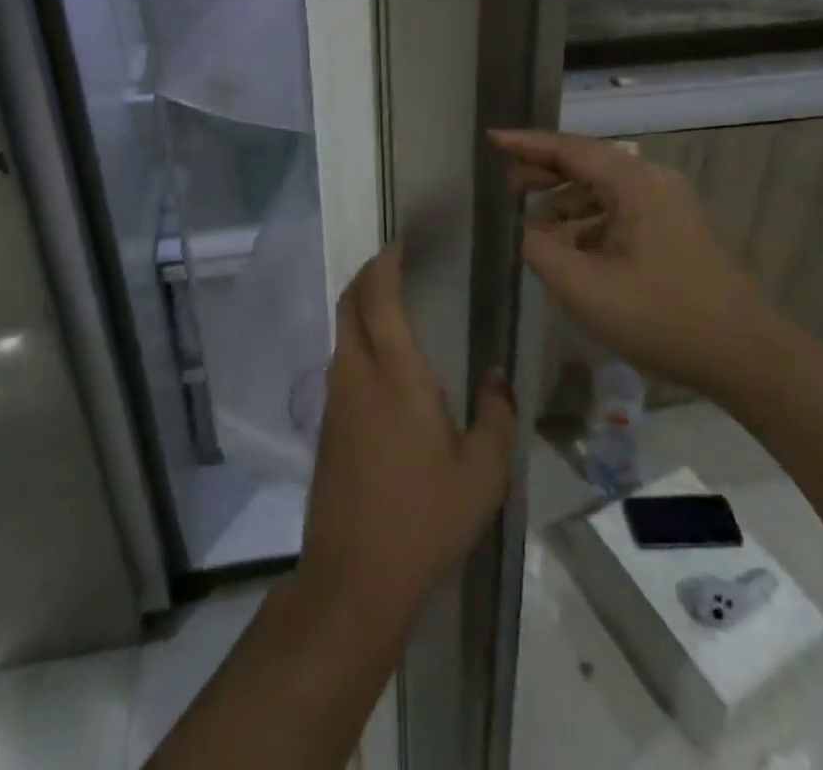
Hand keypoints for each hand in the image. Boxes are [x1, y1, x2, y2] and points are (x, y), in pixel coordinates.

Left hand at [298, 246, 517, 633]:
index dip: (384, 263)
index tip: (401, 244)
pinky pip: (341, 361)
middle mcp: (356, 374)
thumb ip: (496, 416)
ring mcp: (334, 399)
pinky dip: (357, 339)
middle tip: (396, 264)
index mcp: (395, 374)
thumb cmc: (424, 519)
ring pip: (341, 331)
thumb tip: (496, 377)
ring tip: (395, 305)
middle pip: (349, 303)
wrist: (353, 578)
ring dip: (360, 306)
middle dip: (367, 274)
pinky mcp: (326, 424)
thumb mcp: (482, 473)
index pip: (378, 296)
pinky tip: (385, 362)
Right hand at [492, 129, 778, 396]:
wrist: (744, 355)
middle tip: (507, 185)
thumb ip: (541, 251)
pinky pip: (620, 208)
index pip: (569, 149)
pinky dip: (589, 219)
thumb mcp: (584, 288)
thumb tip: (530, 232)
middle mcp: (652, 181)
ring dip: (565, 199)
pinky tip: (570, 246)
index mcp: (633, 183)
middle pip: (587, 162)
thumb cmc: (659, 316)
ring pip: (603, 187)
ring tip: (532, 221)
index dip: (526, 143)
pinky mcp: (674, 227)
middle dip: (544, 171)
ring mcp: (667, 203)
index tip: (492, 138)